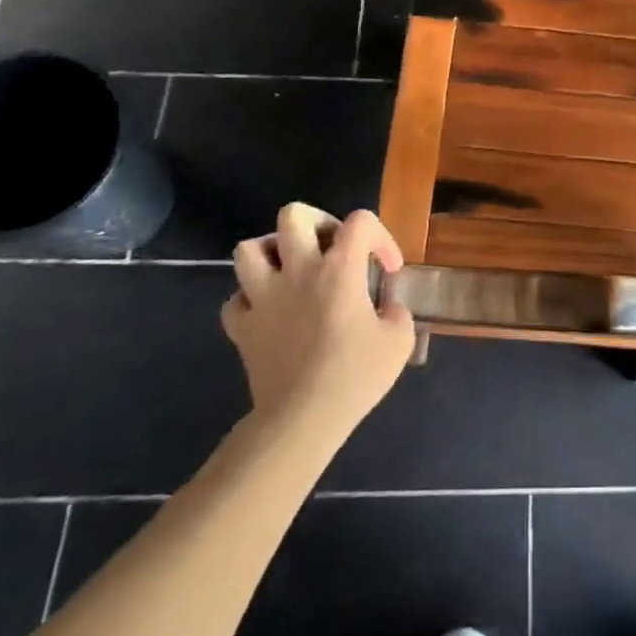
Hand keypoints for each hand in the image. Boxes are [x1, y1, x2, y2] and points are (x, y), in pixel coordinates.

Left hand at [220, 204, 416, 439]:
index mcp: (339, 269)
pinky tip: (268, 313)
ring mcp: (263, 297)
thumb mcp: (398, 342)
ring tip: (290, 270)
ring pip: (249, 250)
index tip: (387, 269)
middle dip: (315, 223)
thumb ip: (397, 313)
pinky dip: (250, 301)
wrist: (302, 420)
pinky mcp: (242, 327)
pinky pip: (236, 300)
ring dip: (272, 254)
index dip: (380, 237)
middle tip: (330, 247)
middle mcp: (298, 271)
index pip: (360, 221)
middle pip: (293, 215)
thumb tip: (388, 307)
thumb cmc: (354, 377)